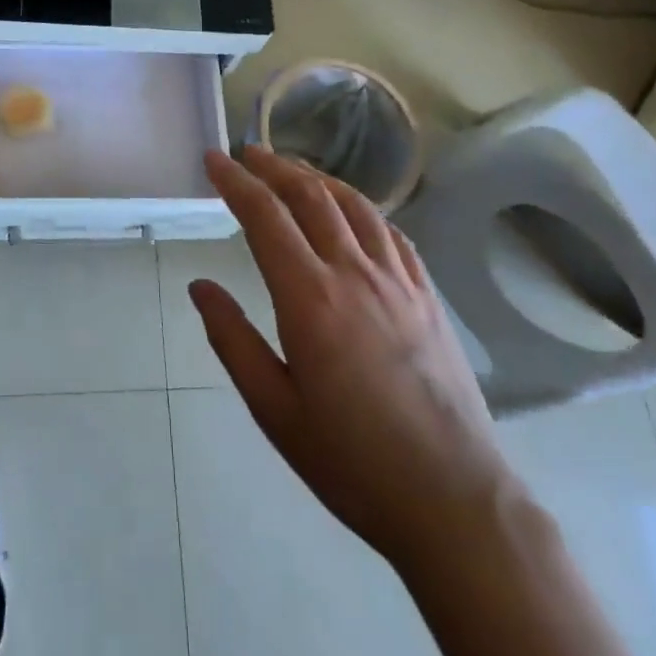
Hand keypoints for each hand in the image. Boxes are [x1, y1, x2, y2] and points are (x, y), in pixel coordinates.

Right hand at [191, 145, 517, 565]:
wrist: (456, 502)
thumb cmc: (354, 463)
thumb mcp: (275, 411)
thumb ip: (233, 340)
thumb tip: (199, 287)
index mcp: (310, 299)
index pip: (265, 216)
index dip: (235, 182)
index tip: (213, 159)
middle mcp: (354, 273)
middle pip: (310, 196)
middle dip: (274, 166)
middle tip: (247, 154)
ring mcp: (398, 281)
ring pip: (354, 204)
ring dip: (317, 177)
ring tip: (292, 169)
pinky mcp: (428, 296)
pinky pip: (391, 232)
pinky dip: (361, 206)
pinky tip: (352, 210)